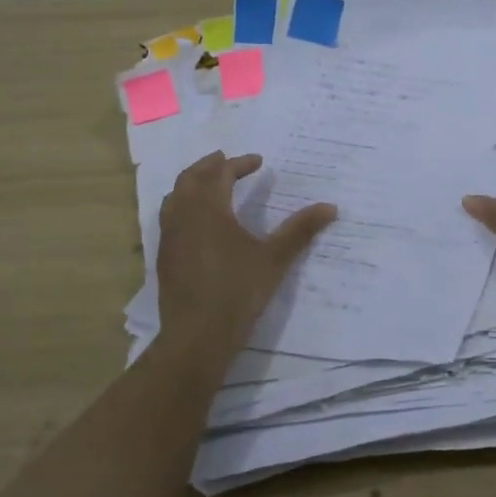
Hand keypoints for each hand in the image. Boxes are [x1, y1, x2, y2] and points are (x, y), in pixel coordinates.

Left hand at [155, 152, 335, 362]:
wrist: (197, 336)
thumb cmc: (237, 291)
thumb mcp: (274, 259)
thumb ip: (300, 230)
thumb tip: (331, 207)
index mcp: (209, 210)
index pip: (220, 174)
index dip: (239, 164)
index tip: (258, 161)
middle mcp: (184, 216)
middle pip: (190, 178)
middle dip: (209, 166)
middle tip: (226, 160)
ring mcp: (169, 237)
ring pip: (174, 197)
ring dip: (192, 184)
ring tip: (210, 184)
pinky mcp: (164, 257)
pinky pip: (170, 217)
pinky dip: (183, 205)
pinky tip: (198, 222)